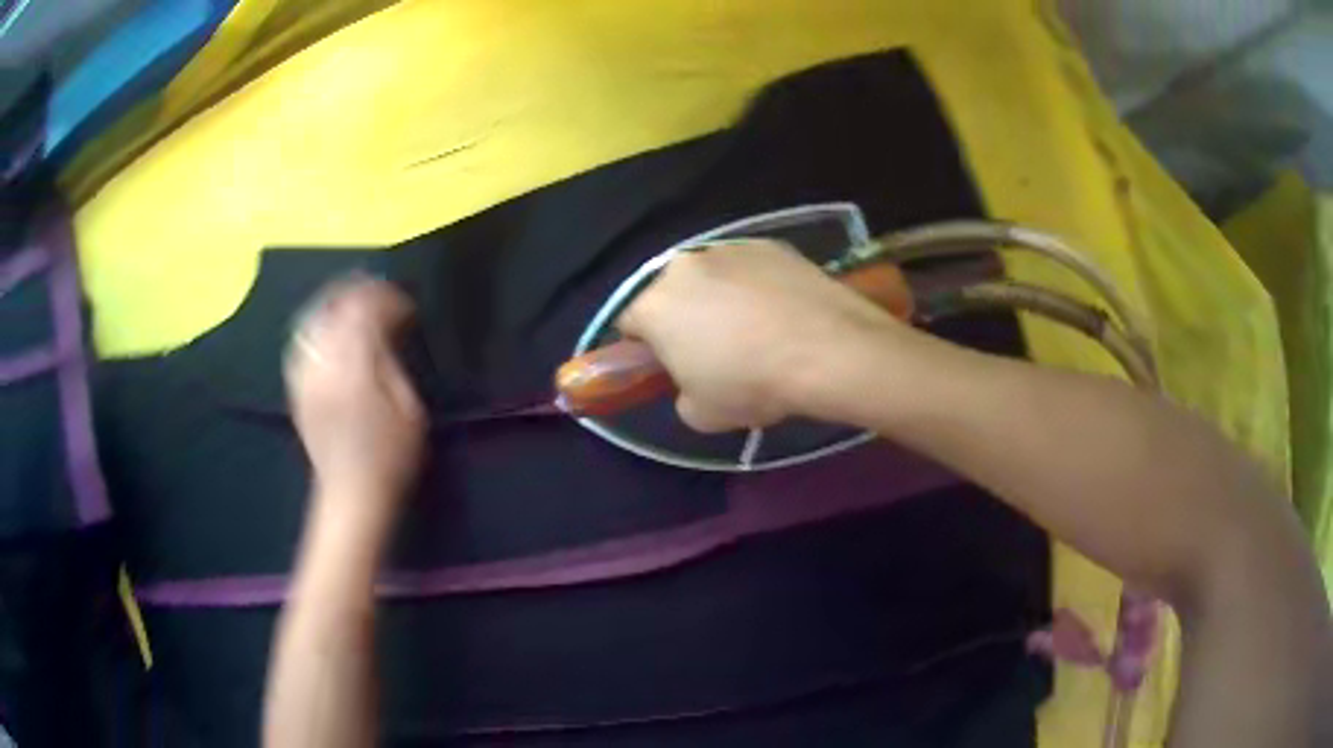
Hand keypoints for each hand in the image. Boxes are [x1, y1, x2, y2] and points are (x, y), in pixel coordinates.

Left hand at [285, 277, 425, 520]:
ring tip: (354, 302)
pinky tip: (328, 328)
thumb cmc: (391, 460)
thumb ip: (392, 362)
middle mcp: (323, 367)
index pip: (364, 312)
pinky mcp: (297, 389)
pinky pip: (301, 344)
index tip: (405, 305)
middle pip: (334, 308)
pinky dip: (316, 327)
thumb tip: (386, 328)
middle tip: (379, 293)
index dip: (386, 299)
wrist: (351, 497)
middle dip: (358, 292)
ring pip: (313, 321)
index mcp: (354, 371)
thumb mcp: (409, 410)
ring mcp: (305, 378)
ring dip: (334, 303)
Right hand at [617, 240, 904, 431]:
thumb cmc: (751, 384)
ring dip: (718, 298)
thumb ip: (681, 394)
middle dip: (682, 318)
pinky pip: (748, 268)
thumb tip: (693, 382)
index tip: (669, 366)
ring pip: (709, 277)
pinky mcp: (767, 243)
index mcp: (654, 306)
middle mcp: (682, 266)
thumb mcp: (701, 414)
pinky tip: (782, 311)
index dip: (645, 349)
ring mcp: (727, 249)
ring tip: (756, 329)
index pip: (628, 325)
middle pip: (669, 294)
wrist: (827, 350)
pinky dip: (755, 285)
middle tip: (714, 350)